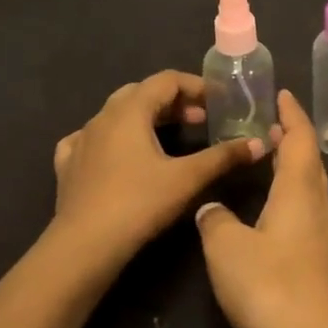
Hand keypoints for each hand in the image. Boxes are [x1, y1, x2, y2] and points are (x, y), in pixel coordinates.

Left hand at [52, 71, 264, 274]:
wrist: (84, 246)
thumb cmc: (139, 204)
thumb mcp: (187, 178)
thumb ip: (223, 157)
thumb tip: (259, 143)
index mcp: (130, 111)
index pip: (166, 80)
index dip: (196, 86)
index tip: (218, 102)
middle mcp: (102, 117)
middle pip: (141, 93)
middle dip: (173, 102)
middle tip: (199, 120)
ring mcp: (81, 140)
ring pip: (116, 114)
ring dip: (145, 118)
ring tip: (168, 137)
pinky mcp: (68, 164)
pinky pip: (91, 139)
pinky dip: (112, 139)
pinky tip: (119, 154)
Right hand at [195, 91, 327, 327]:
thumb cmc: (270, 286)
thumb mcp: (227, 248)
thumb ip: (215, 220)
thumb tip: (211, 207)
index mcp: (300, 190)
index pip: (300, 138)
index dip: (291, 114)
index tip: (279, 94)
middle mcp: (318, 206)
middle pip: (309, 160)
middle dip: (291, 137)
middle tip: (265, 122)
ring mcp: (322, 236)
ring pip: (308, 187)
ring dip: (291, 166)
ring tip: (265, 157)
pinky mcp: (318, 262)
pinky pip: (304, 211)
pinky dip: (289, 195)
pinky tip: (268, 209)